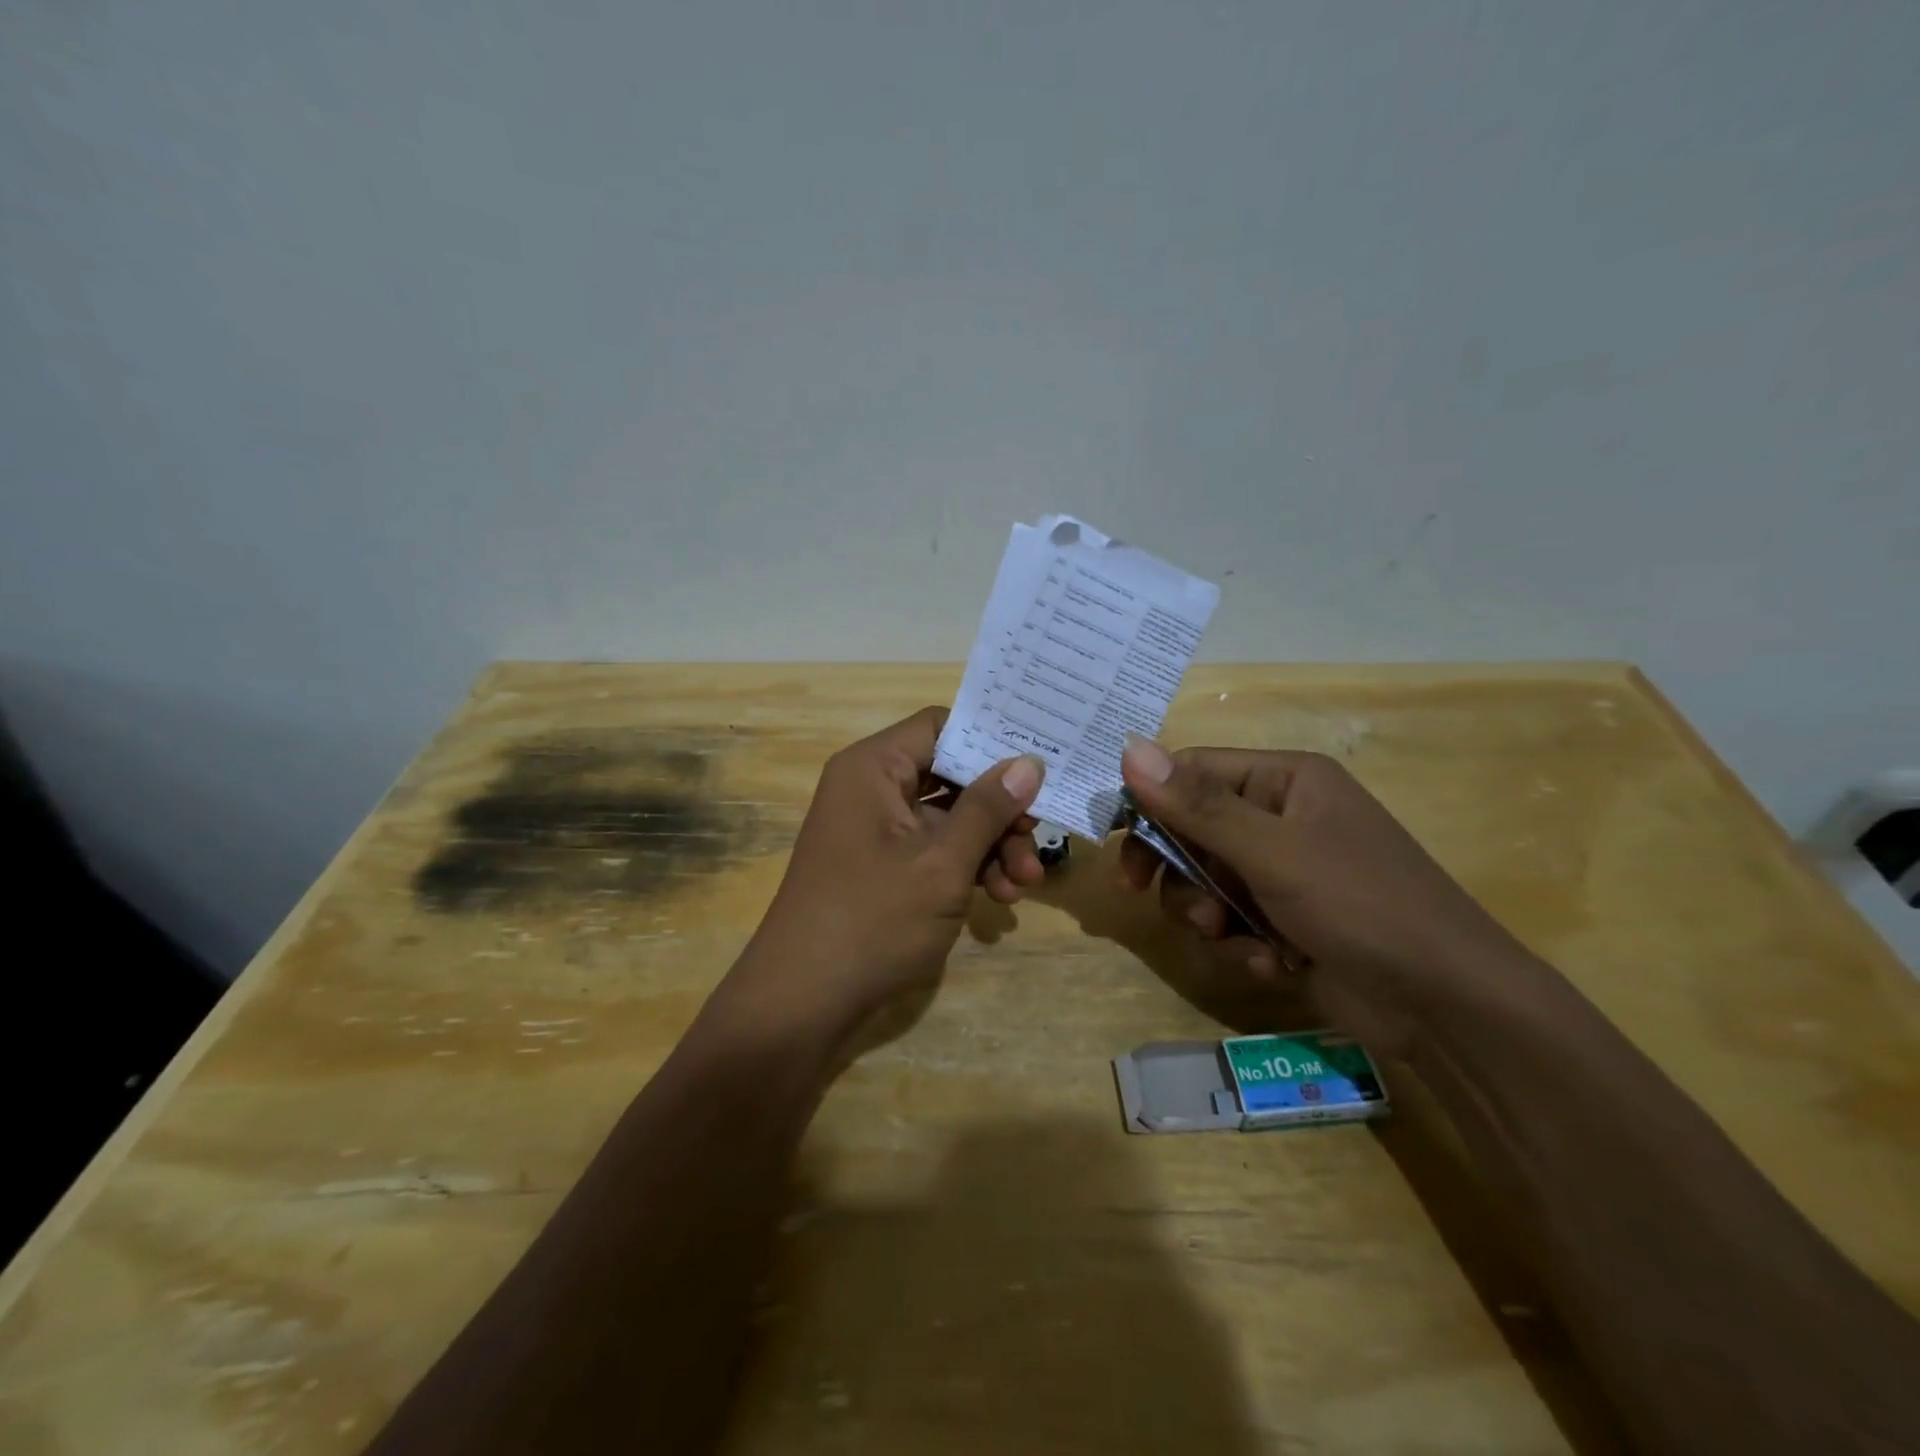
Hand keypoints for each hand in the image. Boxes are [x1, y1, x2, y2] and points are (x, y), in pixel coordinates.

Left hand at [722, 707, 1046, 1039]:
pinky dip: (967, 868)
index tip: (1037, 764)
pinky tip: (1000, 898)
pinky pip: (934, 851)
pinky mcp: (882, 869)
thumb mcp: (942, 862)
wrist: (801, 1004)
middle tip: (1038, 836)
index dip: (990, 741)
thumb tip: (1029, 762)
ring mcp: (876, 832)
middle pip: (950, 775)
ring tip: (1025, 883)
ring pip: (948, 818)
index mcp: (873, 768)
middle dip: (999, 808)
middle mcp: (871, 789)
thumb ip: (987, 808)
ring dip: (990, 845)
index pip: (940, 726)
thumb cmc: (872, 920)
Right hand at [1118, 737, 1543, 1056]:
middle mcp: (1283, 818)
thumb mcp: (1272, 851)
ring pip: (1206, 879)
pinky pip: (1234, 918)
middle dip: (1177, 868)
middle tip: (1144, 891)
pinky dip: (1240, 941)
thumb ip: (1197, 805)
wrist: (1449, 1006)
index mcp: (1285, 781)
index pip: (1193, 771)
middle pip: (1192, 828)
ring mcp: (1286, 872)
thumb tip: (1128, 746)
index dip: (1151, 802)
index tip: (1119, 841)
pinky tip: (1272, 962)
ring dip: (1205, 910)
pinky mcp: (1289, 920)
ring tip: (1228, 936)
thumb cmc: (1361, 905)